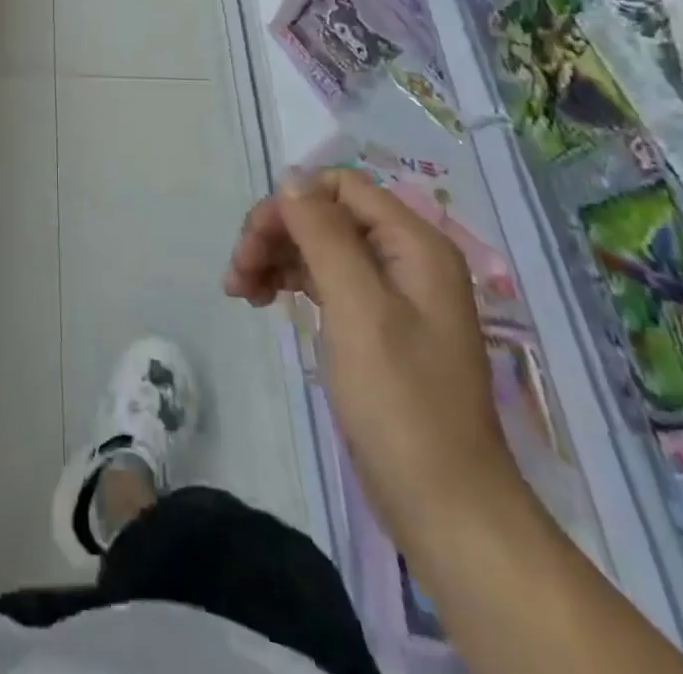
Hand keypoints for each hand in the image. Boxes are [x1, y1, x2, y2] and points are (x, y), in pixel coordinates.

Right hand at [225, 167, 520, 547]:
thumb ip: (324, 234)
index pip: (340, 186)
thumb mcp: (357, 308)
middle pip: (325, 214)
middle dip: (276, 233)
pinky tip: (264, 301)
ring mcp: (392, 293)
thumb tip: (290, 176)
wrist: (444, 505)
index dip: (291, 203)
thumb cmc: (401, 402)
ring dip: (276, 257)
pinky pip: (325, 280)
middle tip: (237, 271)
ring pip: (319, 246)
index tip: (253, 241)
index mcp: (414, 244)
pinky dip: (290, 282)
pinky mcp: (375, 324)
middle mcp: (406, 258)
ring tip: (239, 291)